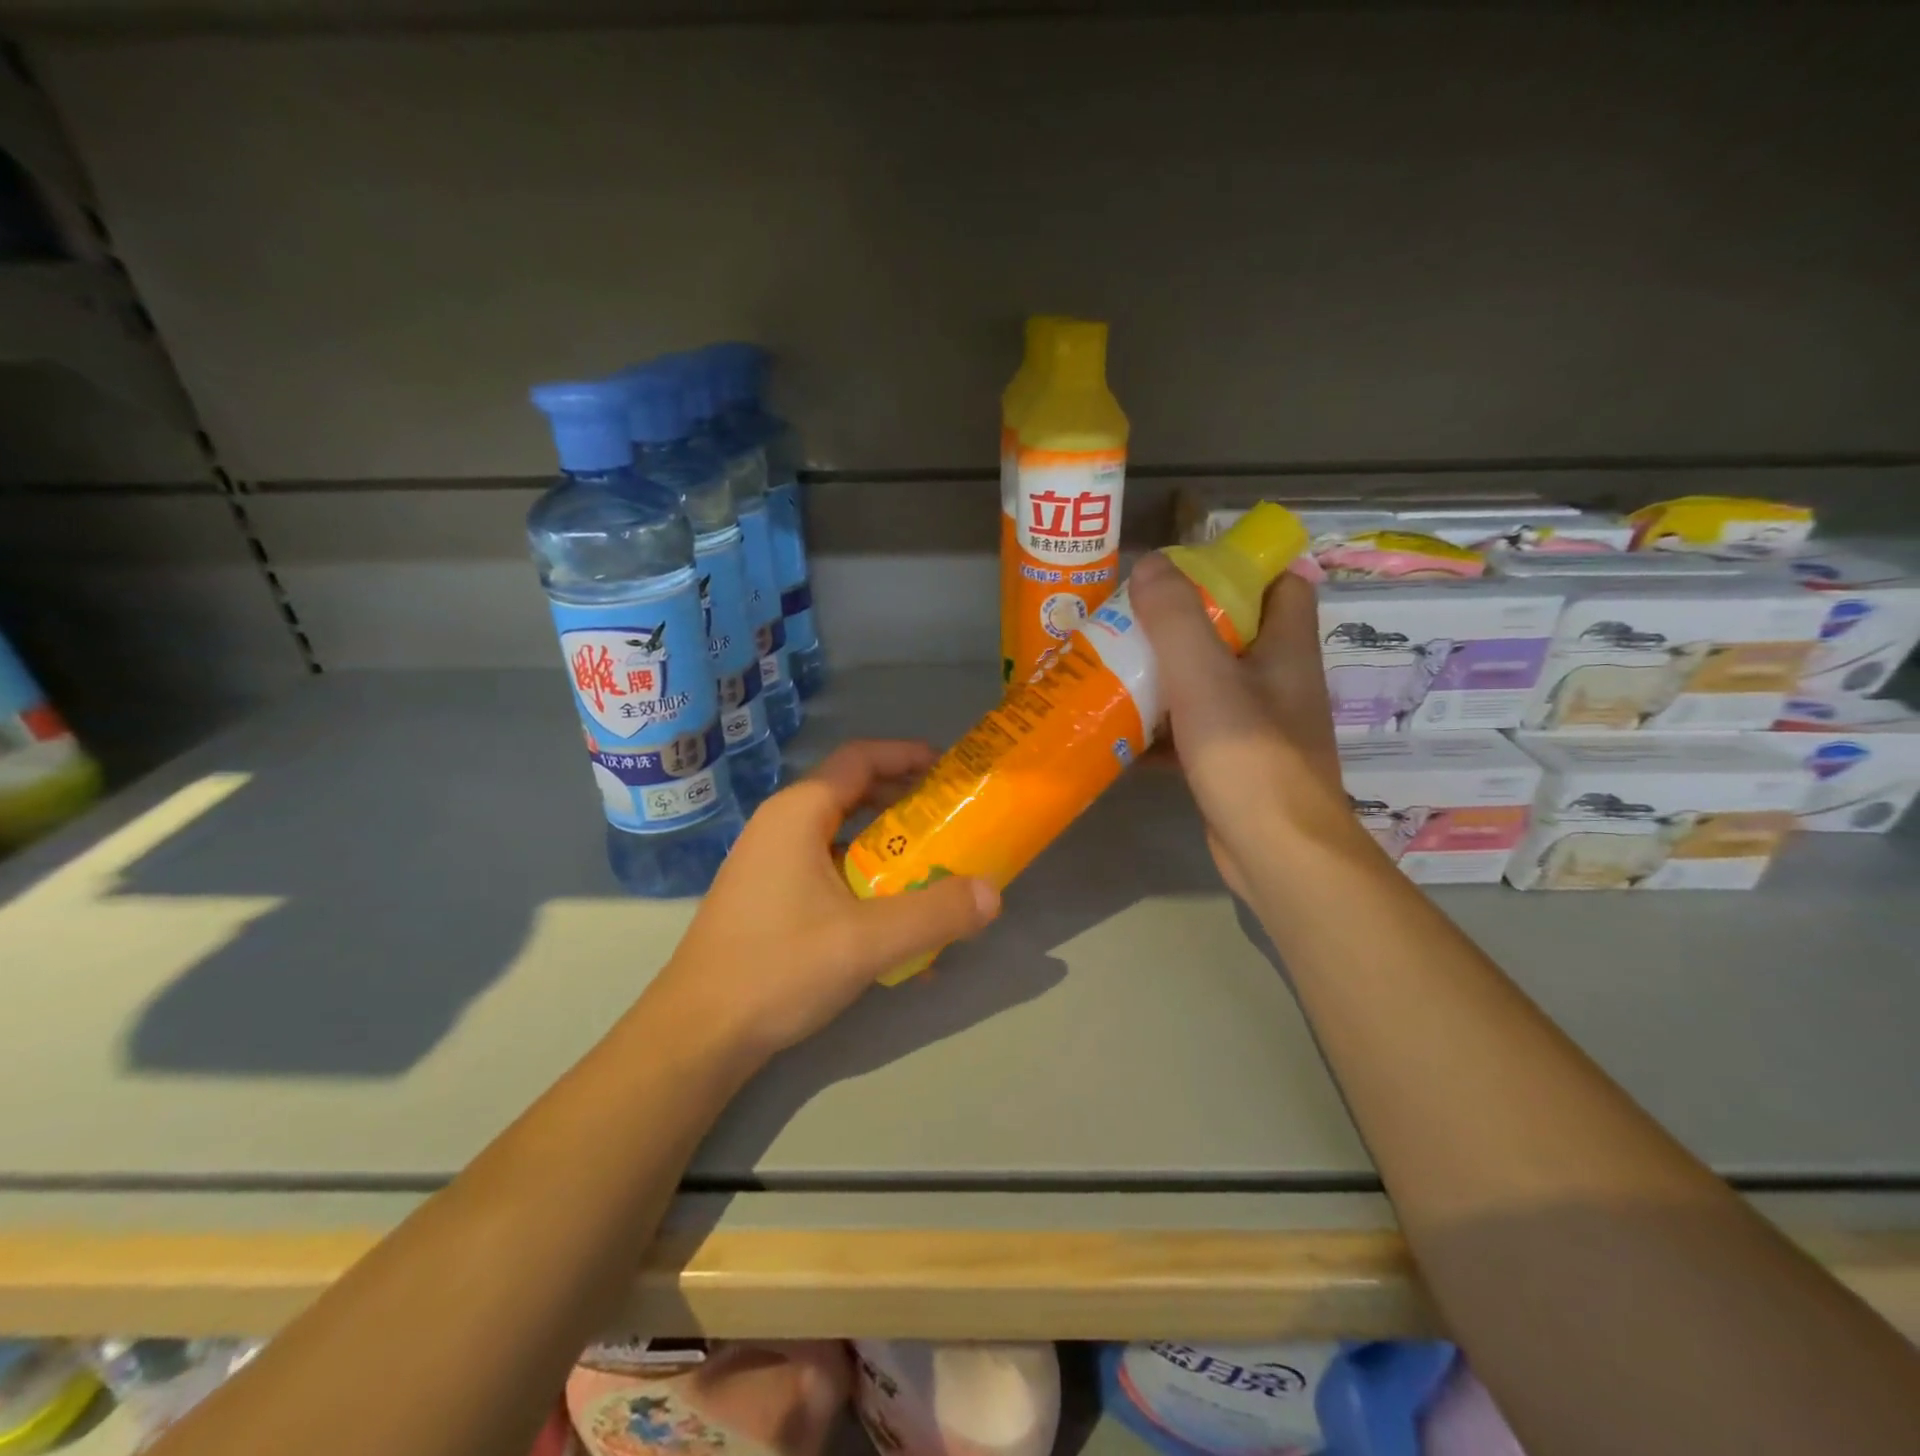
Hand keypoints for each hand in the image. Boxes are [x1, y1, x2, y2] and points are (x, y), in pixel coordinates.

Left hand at [644, 740, 1000, 1063]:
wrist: (698, 1034)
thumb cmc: (778, 968)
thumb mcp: (868, 941)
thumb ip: (936, 914)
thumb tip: (994, 893)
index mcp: (799, 813)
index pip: (860, 758)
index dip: (907, 754)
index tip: (950, 770)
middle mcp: (781, 825)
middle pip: (853, 793)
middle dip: (905, 802)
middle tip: (951, 820)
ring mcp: (770, 862)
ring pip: (841, 835)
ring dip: (888, 845)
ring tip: (933, 867)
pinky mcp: (768, 896)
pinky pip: (827, 869)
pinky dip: (864, 877)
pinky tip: (894, 922)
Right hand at [1129, 554, 1373, 896]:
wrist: (1275, 851)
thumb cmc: (1248, 755)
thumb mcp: (1204, 676)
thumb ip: (1175, 617)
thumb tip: (1149, 563)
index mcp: (1286, 649)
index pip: (1282, 585)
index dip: (1242, 569)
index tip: (1187, 571)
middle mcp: (1278, 682)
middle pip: (1234, 634)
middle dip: (1183, 624)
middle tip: (1130, 619)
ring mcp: (1258, 727)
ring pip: (1208, 685)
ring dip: (1165, 677)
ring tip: (1113, 667)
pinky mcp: (1235, 764)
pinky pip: (1193, 731)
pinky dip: (1160, 728)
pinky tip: (1118, 731)